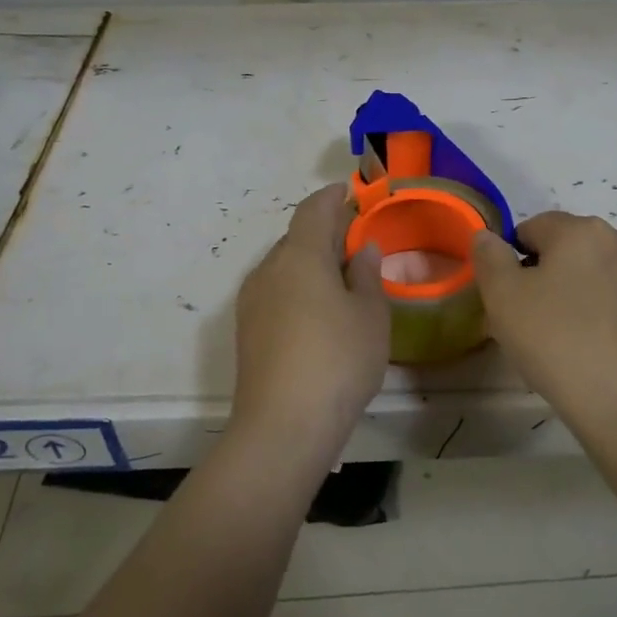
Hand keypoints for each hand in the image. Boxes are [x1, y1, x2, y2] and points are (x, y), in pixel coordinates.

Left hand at [232, 183, 389, 457]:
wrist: (282, 426)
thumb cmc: (338, 361)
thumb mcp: (370, 316)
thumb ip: (368, 276)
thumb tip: (363, 249)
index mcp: (300, 255)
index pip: (314, 210)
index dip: (332, 196)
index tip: (349, 190)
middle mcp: (269, 269)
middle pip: (296, 237)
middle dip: (324, 232)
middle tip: (355, 240)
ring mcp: (251, 301)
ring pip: (284, 266)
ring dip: (310, 262)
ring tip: (341, 278)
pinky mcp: (246, 330)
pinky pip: (276, 291)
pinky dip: (298, 287)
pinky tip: (318, 311)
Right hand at [471, 213, 616, 435]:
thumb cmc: (556, 340)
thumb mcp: (503, 296)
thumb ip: (489, 256)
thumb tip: (487, 236)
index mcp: (581, 229)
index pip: (531, 227)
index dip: (511, 260)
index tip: (507, 299)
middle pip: (563, 248)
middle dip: (541, 276)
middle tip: (525, 320)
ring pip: (588, 273)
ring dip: (567, 294)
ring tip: (556, 337)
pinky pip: (611, 298)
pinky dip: (594, 312)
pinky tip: (585, 347)